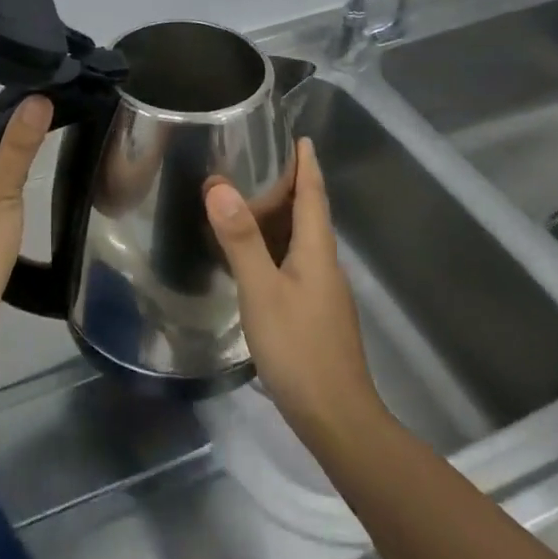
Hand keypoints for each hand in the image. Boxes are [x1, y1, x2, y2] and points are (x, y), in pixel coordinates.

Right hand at [205, 139, 379, 438]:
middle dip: (292, 187)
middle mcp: (326, 266)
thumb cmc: (299, 349)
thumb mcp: (262, 291)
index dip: (307, 166)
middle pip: (311, 216)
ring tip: (252, 203)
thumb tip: (220, 185)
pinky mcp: (316, 316)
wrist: (337, 419)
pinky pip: (296, 265)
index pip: (314, 196)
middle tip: (261, 163)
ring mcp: (324, 294)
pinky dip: (277, 248)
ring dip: (283, 218)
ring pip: (303, 243)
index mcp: (317, 252)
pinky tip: (257, 260)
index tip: (301, 138)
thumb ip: (240, 239)